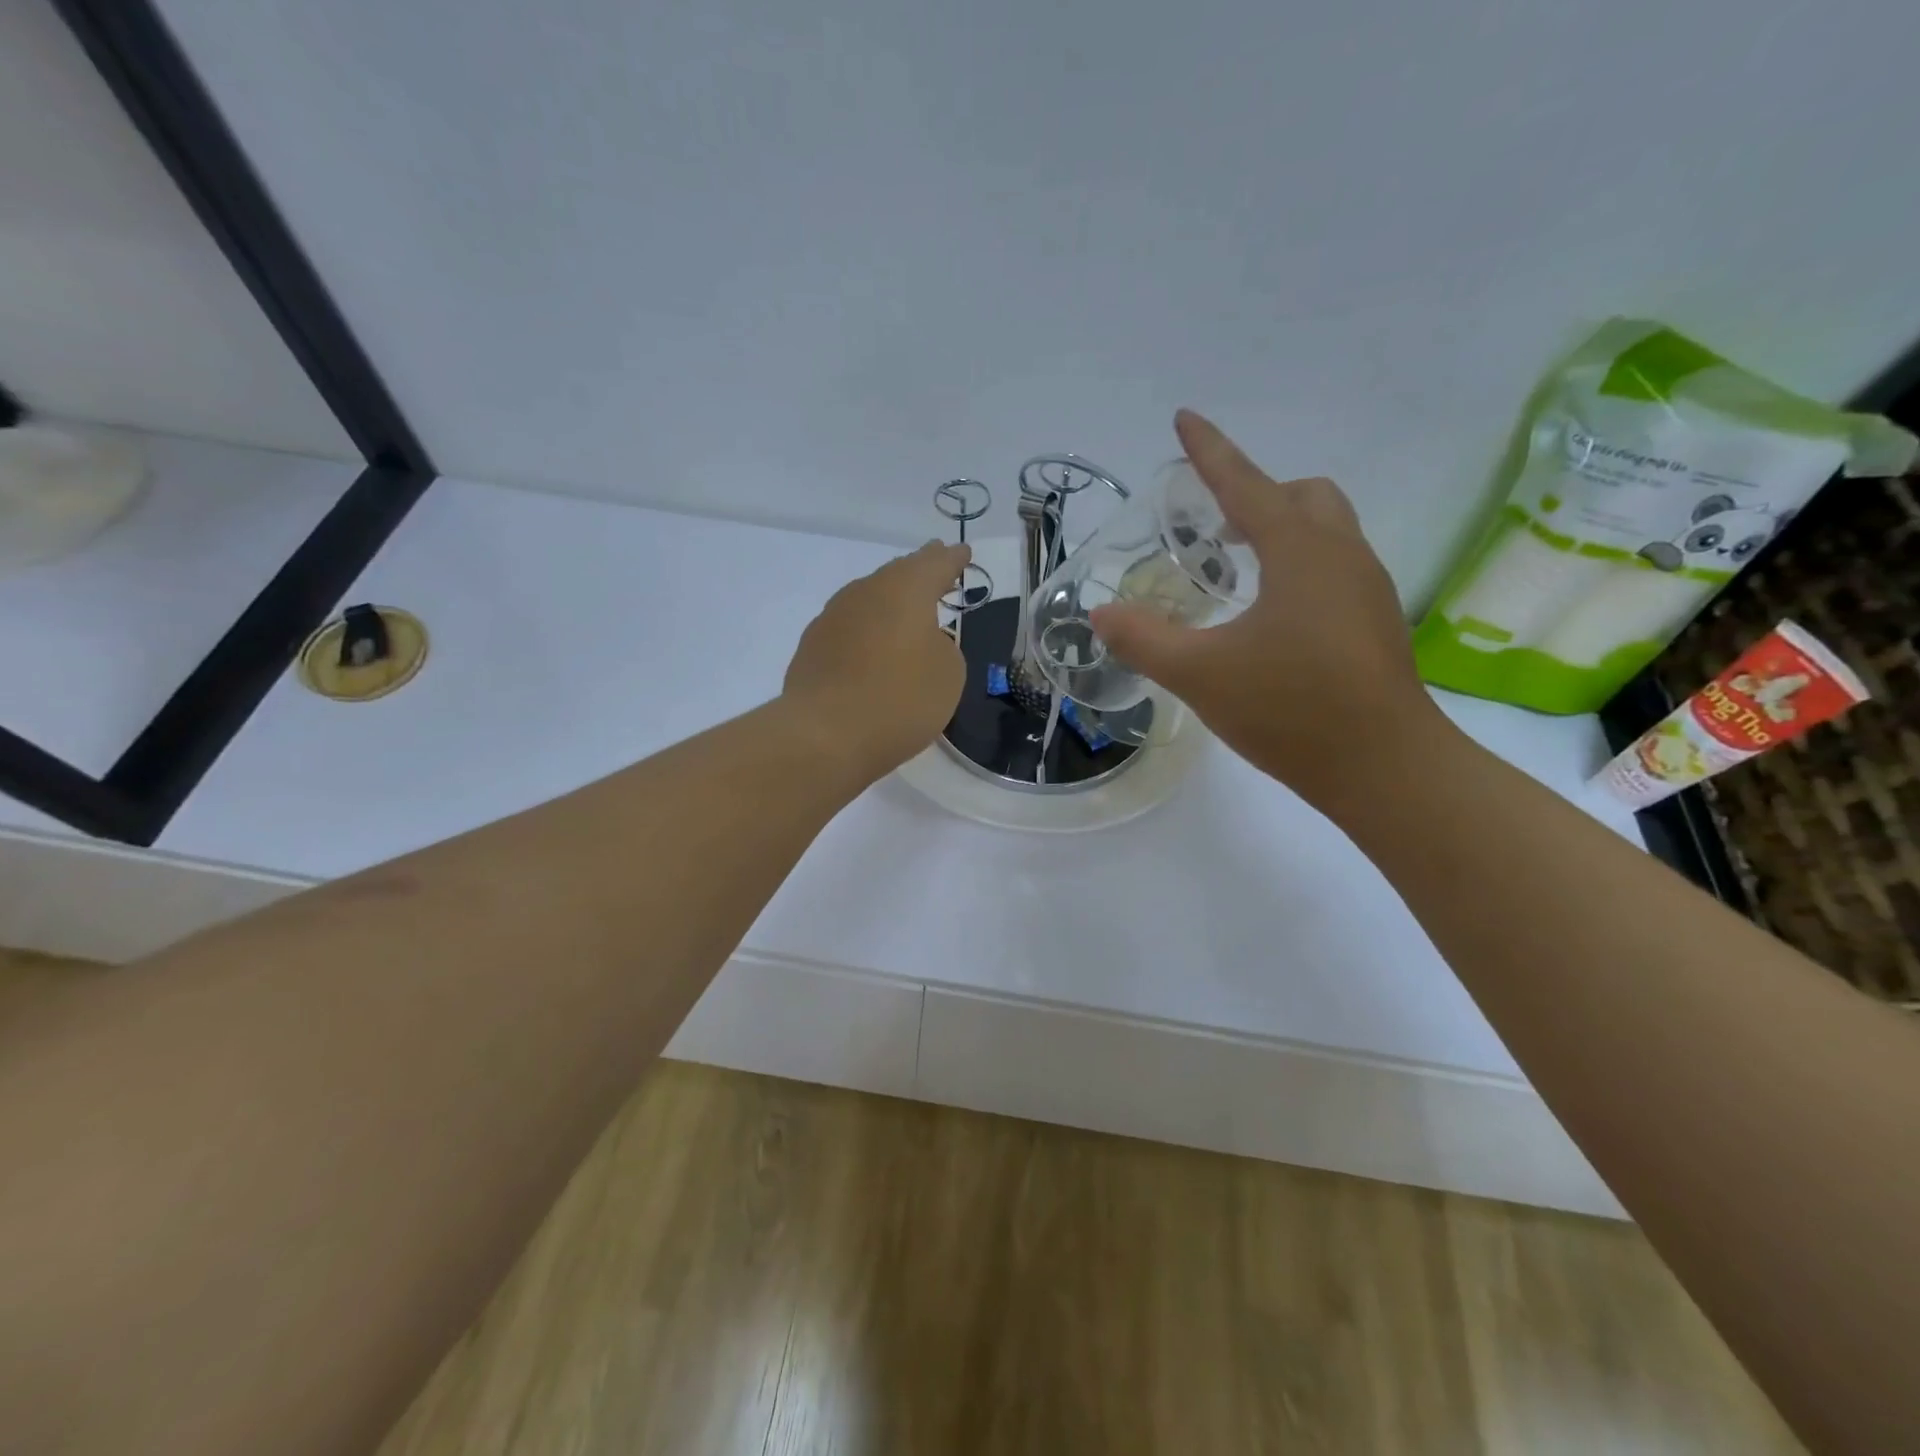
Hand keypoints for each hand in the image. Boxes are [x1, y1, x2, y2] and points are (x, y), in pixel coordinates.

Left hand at [782, 540, 971, 784]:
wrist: (826, 736)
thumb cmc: (900, 700)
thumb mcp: (948, 674)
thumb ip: (943, 647)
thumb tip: (922, 642)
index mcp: (905, 589)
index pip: (936, 564)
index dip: (952, 560)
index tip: (963, 553)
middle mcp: (865, 592)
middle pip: (898, 575)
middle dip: (919, 573)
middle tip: (935, 571)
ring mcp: (832, 617)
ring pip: (869, 600)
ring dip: (889, 604)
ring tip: (905, 613)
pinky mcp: (812, 647)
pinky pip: (849, 629)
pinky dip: (866, 633)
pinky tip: (871, 650)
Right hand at [1089, 410, 1441, 803]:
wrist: (1386, 769)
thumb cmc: (1292, 709)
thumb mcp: (1201, 674)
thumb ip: (1145, 640)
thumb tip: (1102, 615)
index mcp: (1300, 551)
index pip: (1246, 483)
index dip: (1210, 451)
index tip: (1185, 419)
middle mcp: (1342, 555)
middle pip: (1303, 496)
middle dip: (1256, 494)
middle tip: (1212, 527)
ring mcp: (1367, 590)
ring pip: (1326, 532)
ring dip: (1280, 531)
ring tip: (1236, 570)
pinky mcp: (1375, 624)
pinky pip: (1334, 568)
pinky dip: (1298, 567)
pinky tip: (1270, 617)